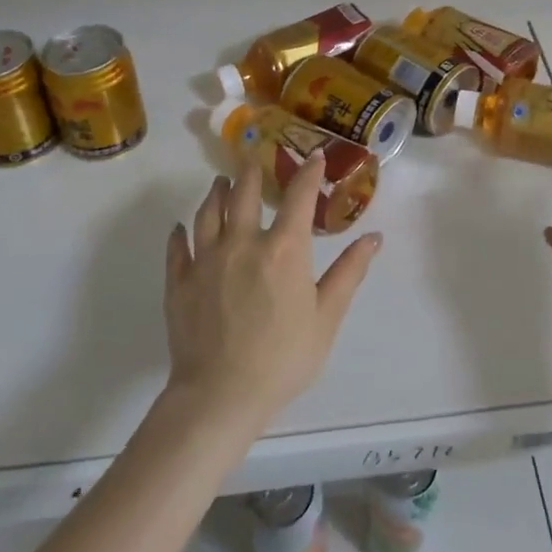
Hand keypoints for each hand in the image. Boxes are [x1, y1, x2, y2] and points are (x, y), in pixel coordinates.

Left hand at [164, 157, 380, 431]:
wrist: (220, 396)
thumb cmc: (283, 358)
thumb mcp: (326, 317)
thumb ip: (349, 273)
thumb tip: (373, 238)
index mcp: (283, 249)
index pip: (298, 196)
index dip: (309, 172)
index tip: (316, 155)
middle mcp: (242, 242)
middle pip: (243, 194)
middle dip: (251, 173)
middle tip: (254, 161)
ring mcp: (206, 260)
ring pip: (208, 213)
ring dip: (216, 193)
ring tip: (220, 182)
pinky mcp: (179, 281)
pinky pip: (178, 247)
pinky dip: (181, 233)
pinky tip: (181, 228)